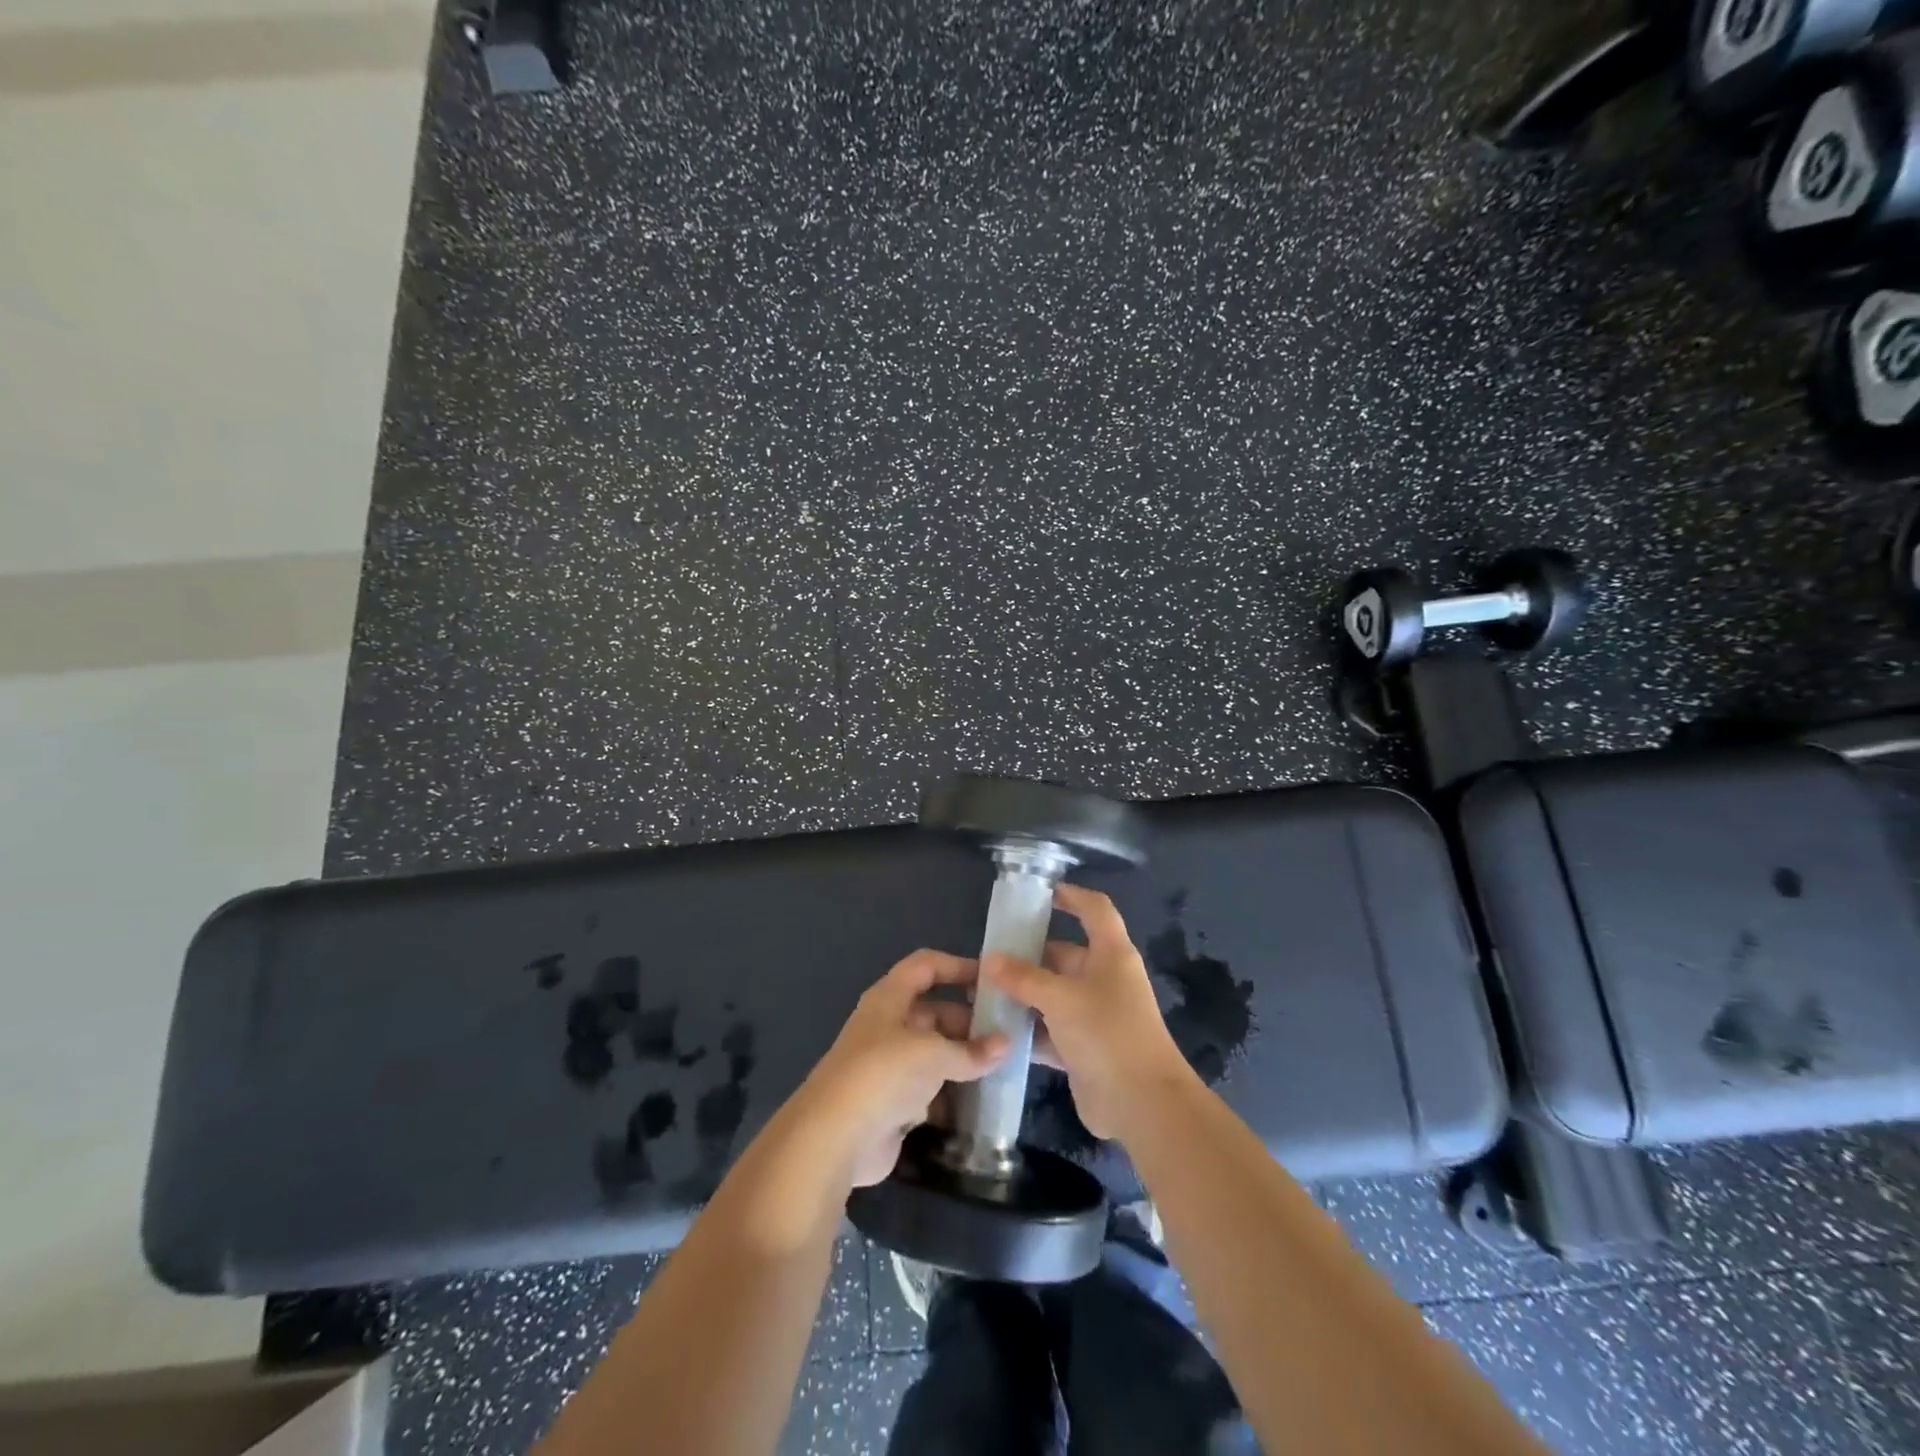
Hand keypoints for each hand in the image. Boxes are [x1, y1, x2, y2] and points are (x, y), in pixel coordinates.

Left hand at [802, 950, 1008, 1186]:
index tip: (993, 980)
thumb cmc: (883, 1074)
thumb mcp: (933, 1054)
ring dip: (964, 1061)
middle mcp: (888, 1026)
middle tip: (1008, 1035)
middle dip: (969, 1022)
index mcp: (890, 999)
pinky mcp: (893, 1104)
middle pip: (934, 1012)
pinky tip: (983, 1102)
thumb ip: (971, 1051)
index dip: (957, 966)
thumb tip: (1006, 1044)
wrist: (835, 1137)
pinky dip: (953, 1095)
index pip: (926, 967)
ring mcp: (889, 1067)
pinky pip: (930, 1090)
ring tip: (1004, 1067)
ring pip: (934, 1054)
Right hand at [982, 883, 1191, 1140]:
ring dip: (1022, 996)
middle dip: (1026, 956)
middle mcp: (1103, 979)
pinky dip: (1027, 1030)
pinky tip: (994, 1031)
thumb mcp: (1062, 998)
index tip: (1038, 893)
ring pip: (1051, 995)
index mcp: (1111, 954)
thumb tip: (990, 959)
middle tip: (986, 958)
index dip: (1070, 896)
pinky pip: (1049, 1030)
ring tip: (980, 993)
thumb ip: (1024, 978)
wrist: (1142, 1104)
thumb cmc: (1108, 1034)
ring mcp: (1093, 1015)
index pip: (1094, 909)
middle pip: (1063, 955)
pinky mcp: (1083, 1048)